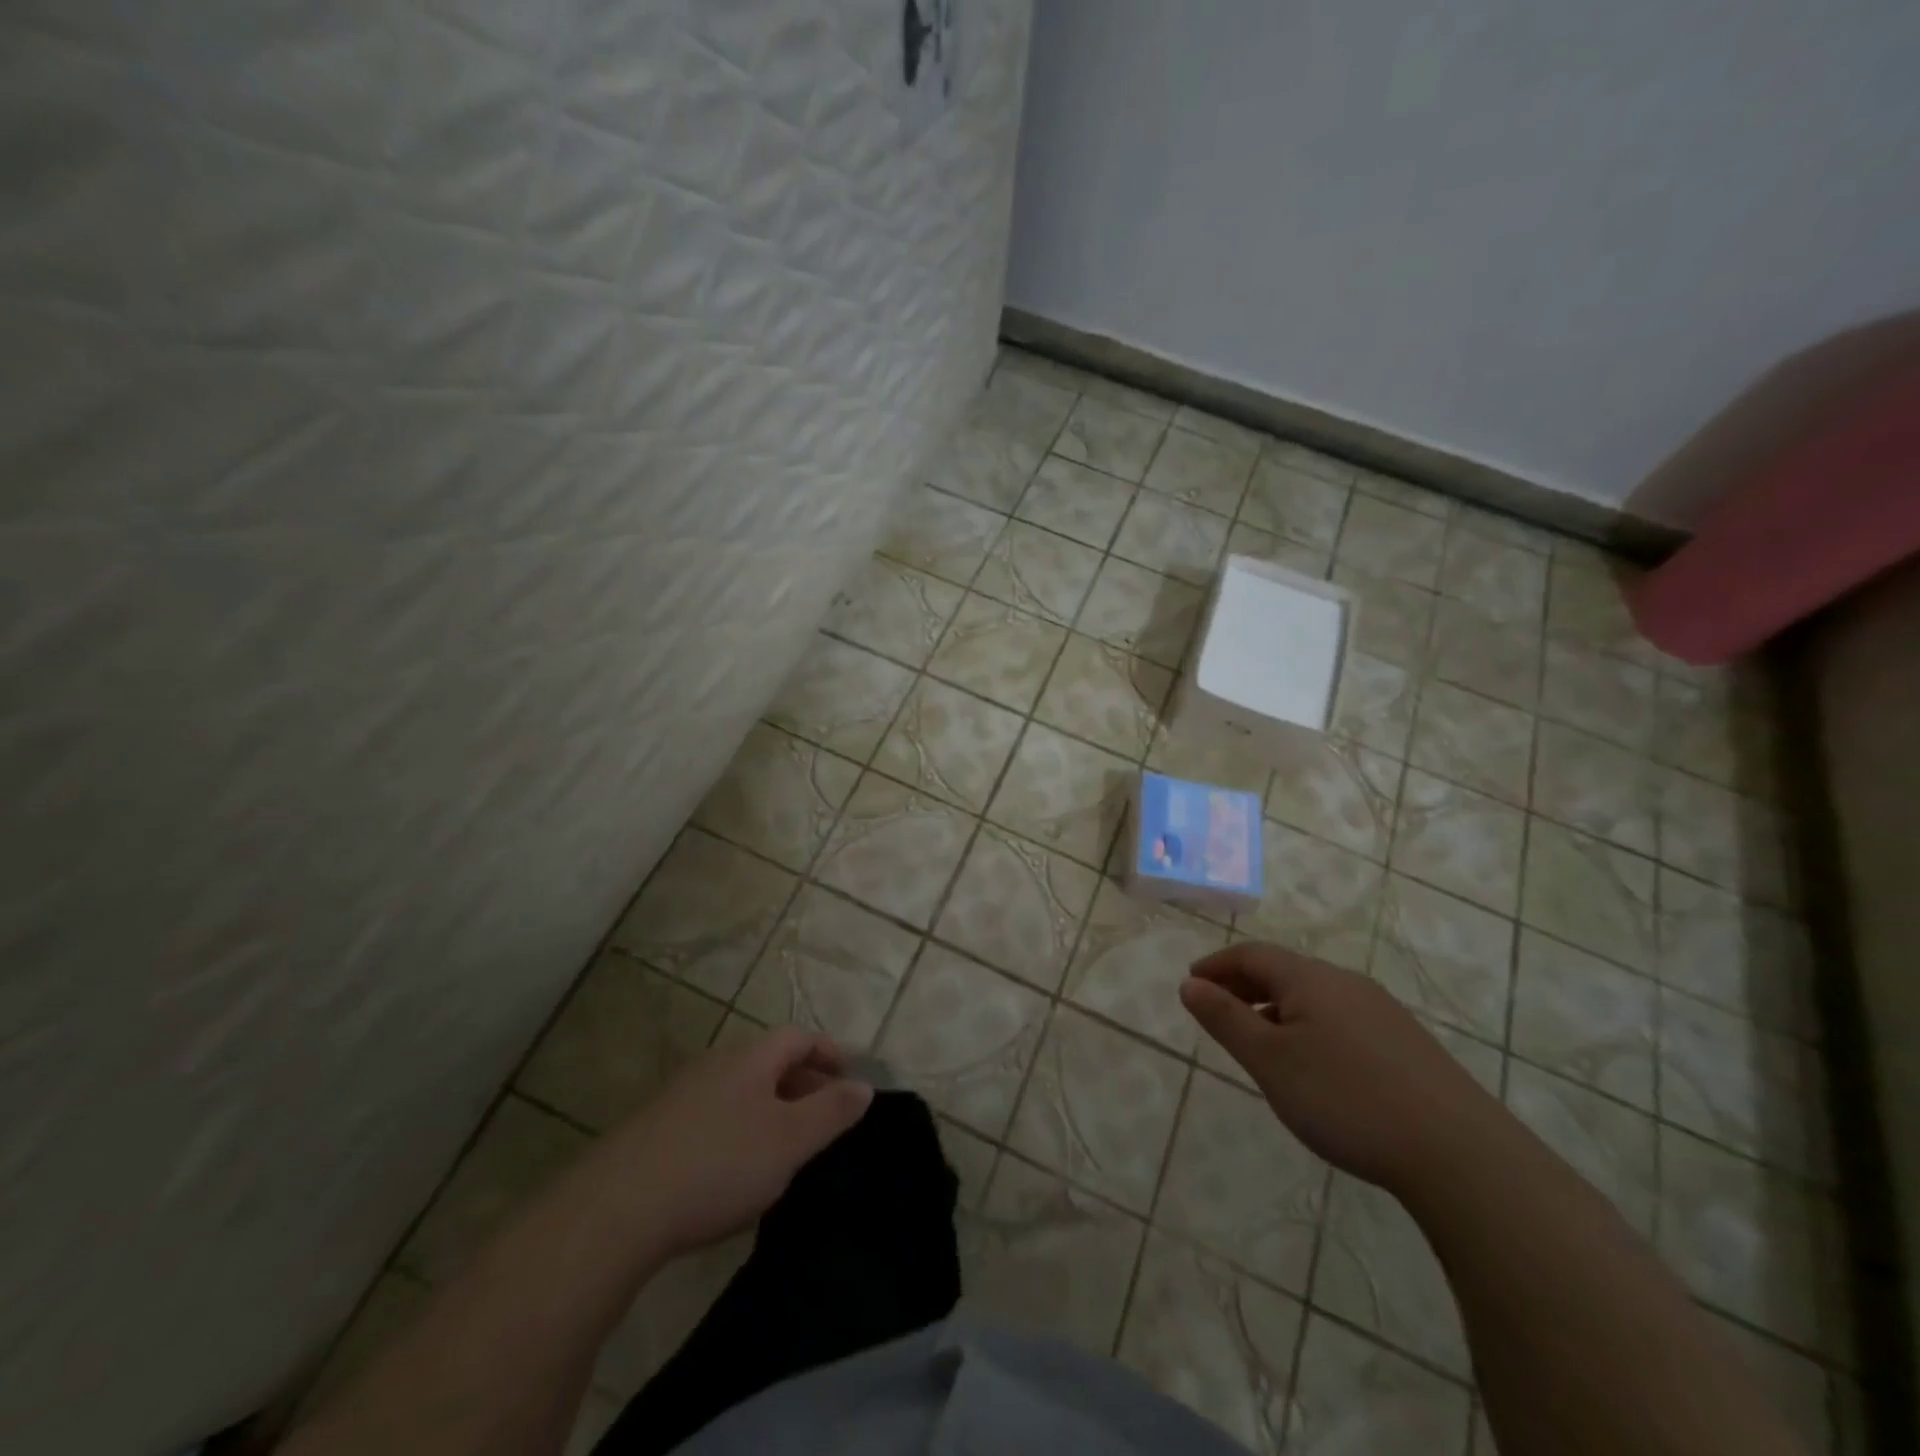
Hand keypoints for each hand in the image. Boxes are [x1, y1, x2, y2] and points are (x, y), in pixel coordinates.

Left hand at [612, 1026, 874, 1256]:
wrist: (616, 1209)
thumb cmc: (719, 1164)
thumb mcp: (790, 1141)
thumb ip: (831, 1112)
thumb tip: (864, 1086)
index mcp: (750, 1058)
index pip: (798, 1037)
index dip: (829, 1052)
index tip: (850, 1076)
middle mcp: (715, 1065)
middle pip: (768, 1062)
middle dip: (802, 1082)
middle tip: (825, 1116)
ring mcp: (681, 1096)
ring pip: (740, 1091)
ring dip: (770, 1108)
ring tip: (787, 1147)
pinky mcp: (656, 1131)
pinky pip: (713, 1116)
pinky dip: (739, 1130)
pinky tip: (737, 1171)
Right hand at [1179, 943, 1502, 1194]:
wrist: (1458, 1153)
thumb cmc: (1346, 1098)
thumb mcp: (1270, 1060)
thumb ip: (1225, 1018)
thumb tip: (1190, 984)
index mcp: (1310, 978)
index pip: (1252, 954)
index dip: (1217, 965)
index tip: (1192, 983)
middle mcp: (1346, 983)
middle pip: (1284, 970)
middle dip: (1244, 985)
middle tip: (1217, 1010)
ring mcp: (1382, 1011)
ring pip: (1314, 995)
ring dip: (1277, 1007)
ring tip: (1260, 1041)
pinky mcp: (1406, 1043)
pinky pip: (1341, 1017)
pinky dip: (1309, 1025)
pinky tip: (1314, 1064)